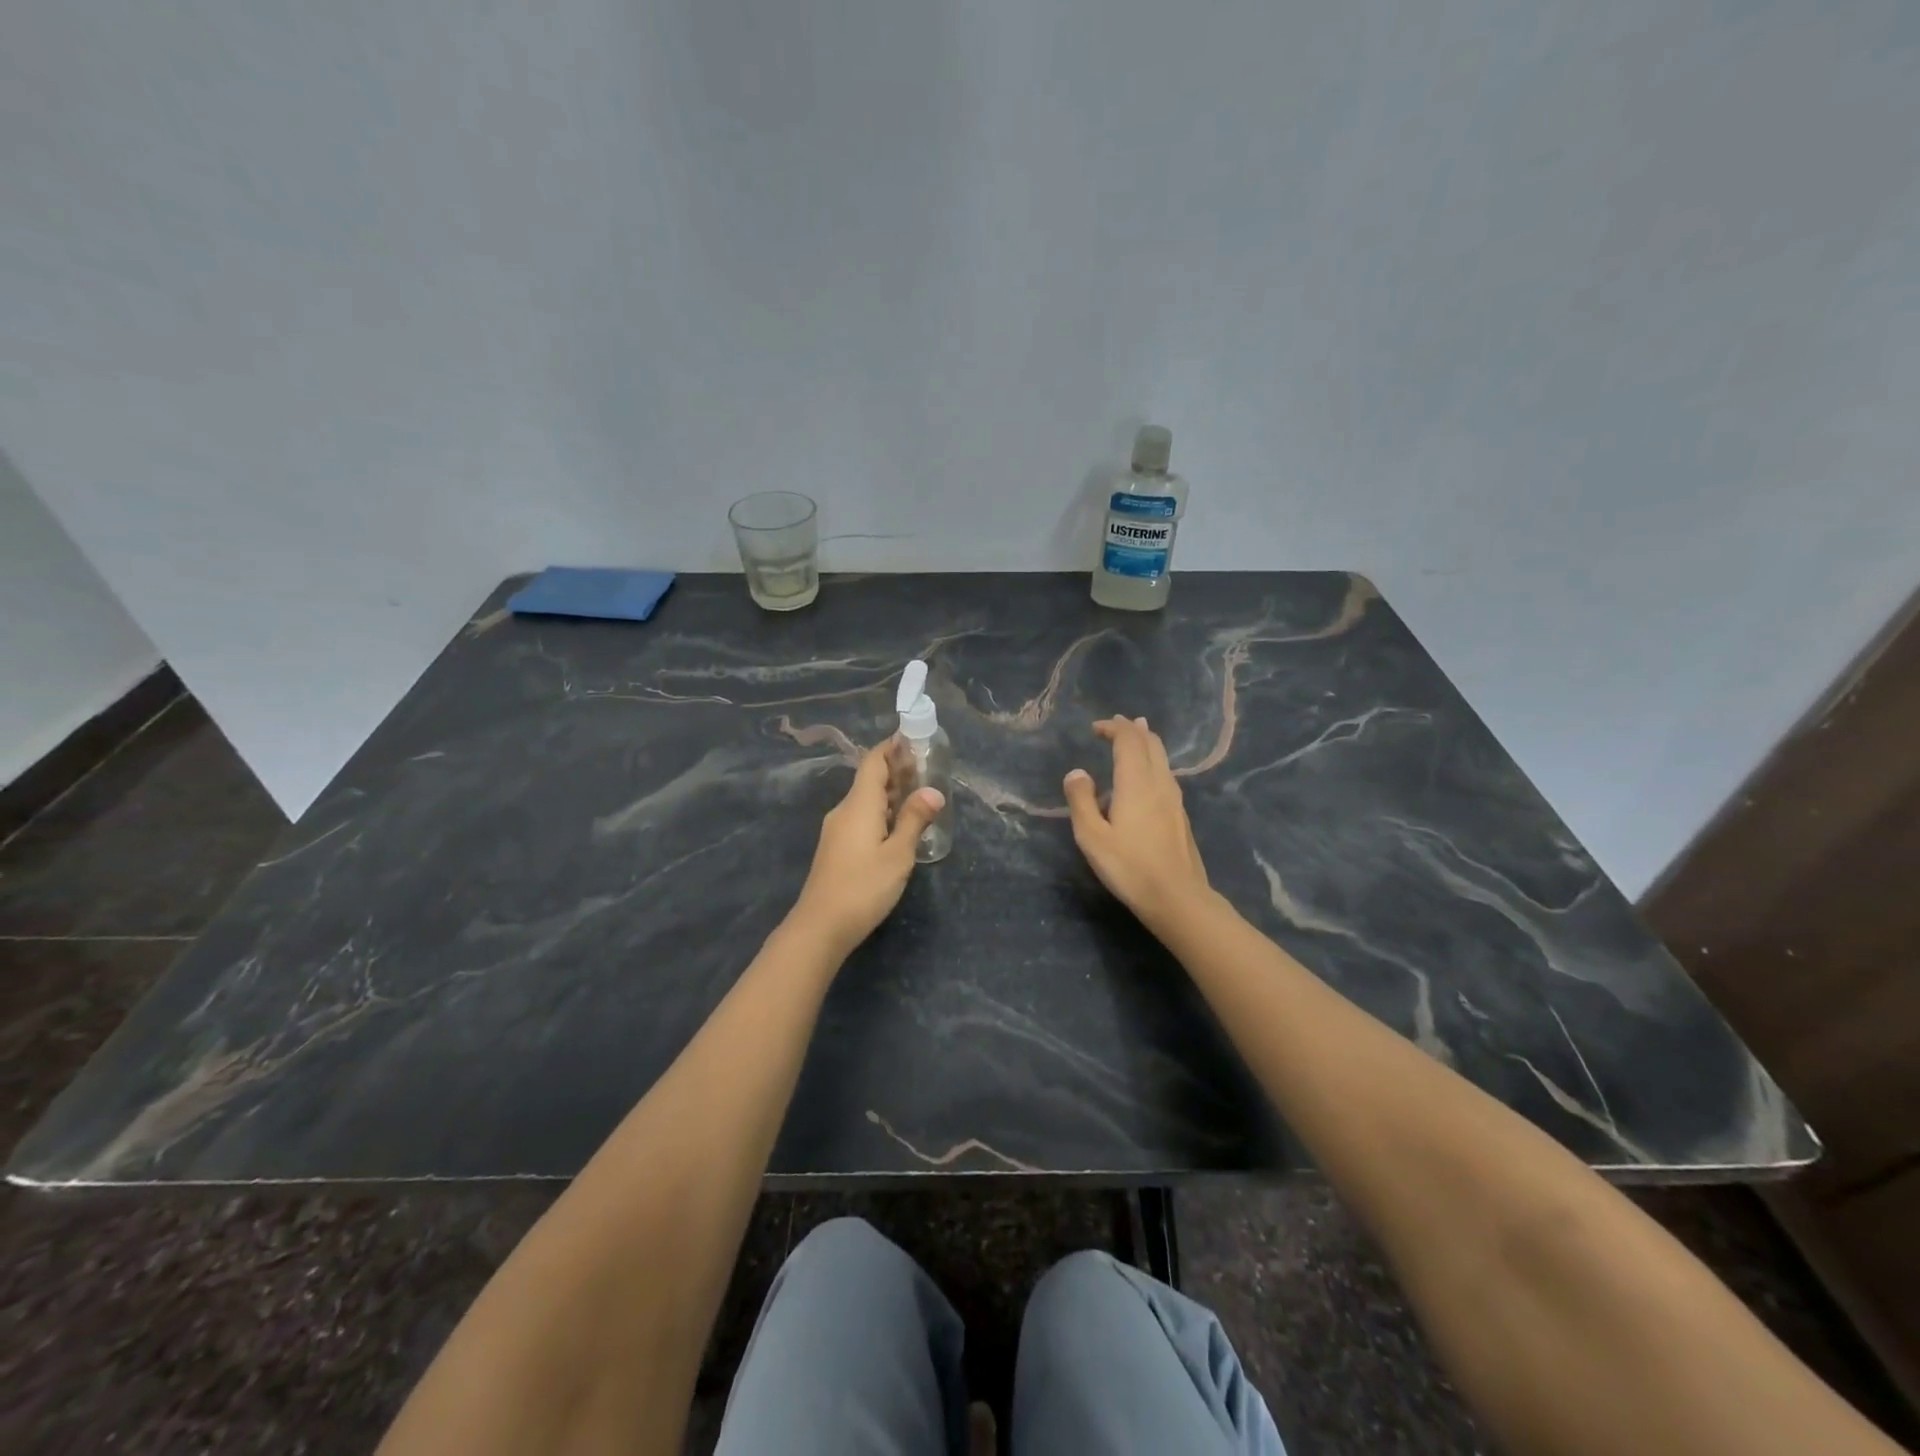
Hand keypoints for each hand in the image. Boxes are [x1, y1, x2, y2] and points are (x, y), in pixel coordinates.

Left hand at [789, 742, 944, 955]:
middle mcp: (845, 810)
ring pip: (867, 800)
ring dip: (891, 792)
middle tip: (928, 766)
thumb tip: (933, 792)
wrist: (820, 927)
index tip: (914, 738)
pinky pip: (862, 817)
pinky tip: (899, 823)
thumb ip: (914, 820)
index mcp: (859, 804)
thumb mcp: (898, 855)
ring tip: (920, 791)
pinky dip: (883, 811)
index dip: (893, 747)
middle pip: (870, 779)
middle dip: (897, 769)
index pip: (874, 761)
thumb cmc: (863, 887)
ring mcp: (838, 830)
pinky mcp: (837, 848)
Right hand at [1063, 716, 1216, 936]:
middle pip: (1151, 743)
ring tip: (1136, 737)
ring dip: (1146, 743)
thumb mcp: (1092, 836)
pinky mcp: (1181, 815)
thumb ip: (1081, 801)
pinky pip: (1166, 775)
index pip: (1128, 741)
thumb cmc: (1129, 867)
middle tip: (1117, 724)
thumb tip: (1077, 773)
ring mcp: (1174, 799)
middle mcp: (1159, 783)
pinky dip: (1153, 763)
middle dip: (1133, 729)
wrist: (1177, 897)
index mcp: (1136, 782)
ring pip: (1163, 759)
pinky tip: (1147, 777)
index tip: (1097, 728)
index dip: (1114, 728)